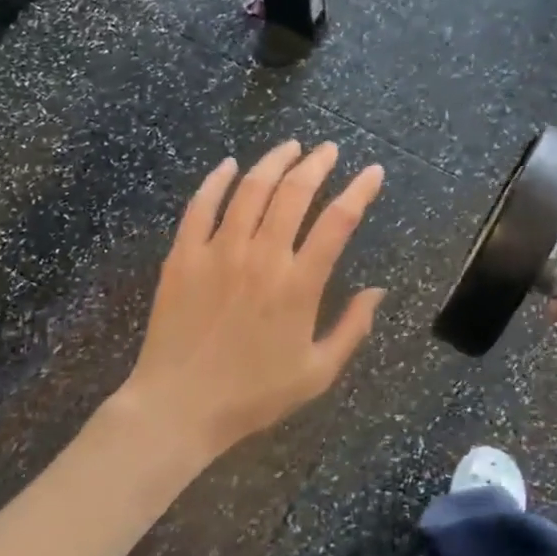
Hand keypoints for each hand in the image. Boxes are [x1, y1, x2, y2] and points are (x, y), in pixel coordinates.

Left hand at [116, 142, 385, 458]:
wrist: (178, 408)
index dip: (360, 190)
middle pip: (294, 193)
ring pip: (250, 189)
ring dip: (274, 162)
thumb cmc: (253, 395)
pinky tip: (229, 165)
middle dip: (317, 164)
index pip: (338, 222)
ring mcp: (218, 252)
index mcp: (299, 285)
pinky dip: (216, 180)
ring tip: (291, 147)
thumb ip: (352, 329)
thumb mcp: (317, 373)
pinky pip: (200, 206)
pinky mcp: (183, 256)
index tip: (374, 172)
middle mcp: (261, 257)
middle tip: (330, 150)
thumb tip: (378, 291)